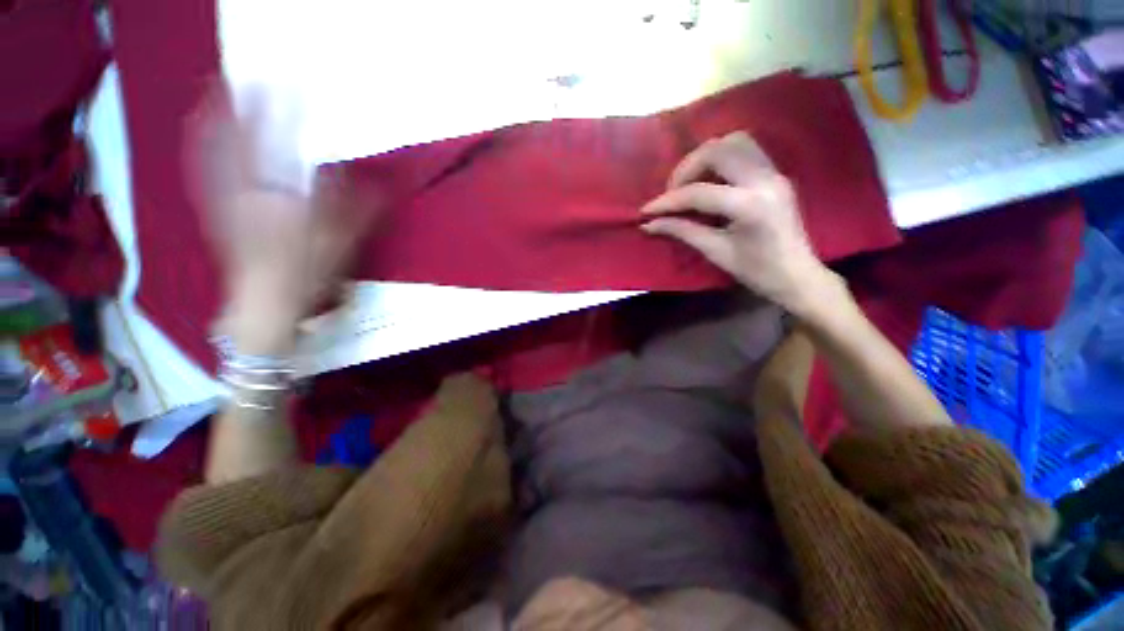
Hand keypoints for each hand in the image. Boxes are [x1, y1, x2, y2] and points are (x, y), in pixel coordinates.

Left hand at [188, 86, 379, 351]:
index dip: (280, 110)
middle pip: (232, 138)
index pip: (275, 143)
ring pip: (211, 149)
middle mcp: (241, 190)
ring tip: (217, 92)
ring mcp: (222, 199)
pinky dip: (203, 145)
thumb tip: (372, 177)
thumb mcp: (341, 241)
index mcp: (275, 195)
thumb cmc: (307, 272)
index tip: (288, 85)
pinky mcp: (215, 210)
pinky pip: (204, 169)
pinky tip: (205, 133)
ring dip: (213, 118)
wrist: (266, 303)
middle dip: (235, 104)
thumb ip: (356, 207)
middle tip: (242, 77)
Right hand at [640, 132, 833, 316]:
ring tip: (689, 183)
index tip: (646, 210)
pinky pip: (745, 149)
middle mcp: (764, 178)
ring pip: (733, 141)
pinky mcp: (775, 173)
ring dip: (704, 157)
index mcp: (750, 204)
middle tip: (672, 194)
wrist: (798, 275)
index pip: (698, 192)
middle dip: (685, 169)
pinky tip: (710, 180)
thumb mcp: (716, 252)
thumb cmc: (757, 271)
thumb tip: (649, 224)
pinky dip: (721, 158)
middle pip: (717, 150)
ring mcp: (773, 171)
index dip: (667, 201)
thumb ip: (682, 231)